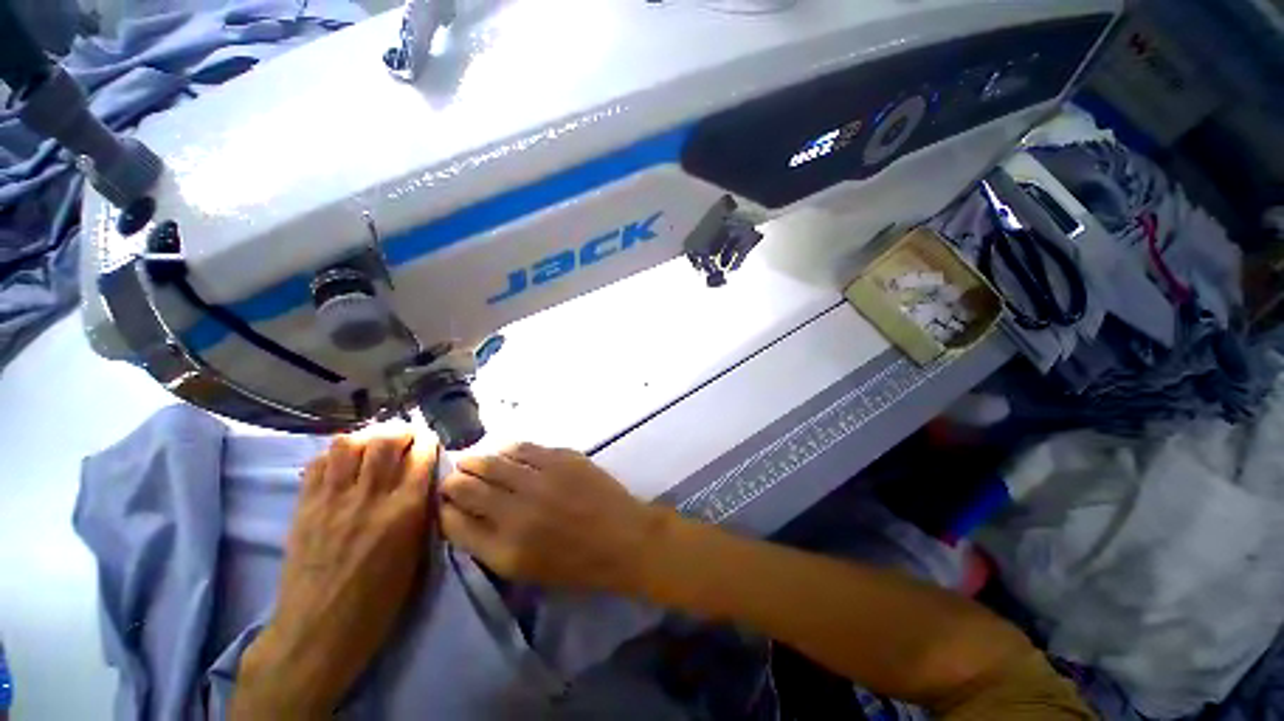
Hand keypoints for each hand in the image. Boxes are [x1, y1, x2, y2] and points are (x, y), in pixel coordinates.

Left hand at [232, 425, 438, 718]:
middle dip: (401, 430)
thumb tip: (424, 483)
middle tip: (406, 437)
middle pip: (385, 441)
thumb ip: (421, 512)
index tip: (430, 441)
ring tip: (374, 446)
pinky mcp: (304, 507)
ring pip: (348, 444)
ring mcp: (332, 500)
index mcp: (403, 511)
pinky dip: (334, 454)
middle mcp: (369, 498)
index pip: (421, 456)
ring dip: (366, 437)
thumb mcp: (416, 555)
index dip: (428, 441)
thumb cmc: (378, 601)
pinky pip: (318, 464)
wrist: (318, 631)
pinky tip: (343, 463)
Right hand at [439, 443, 667, 593]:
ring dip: (476, 460)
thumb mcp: (527, 570)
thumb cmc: (578, 564)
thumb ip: (492, 544)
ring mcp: (541, 479)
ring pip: (492, 461)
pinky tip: (505, 452)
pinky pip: (523, 447)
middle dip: (453, 481)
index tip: (444, 502)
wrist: (623, 538)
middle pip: (468, 488)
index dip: (445, 509)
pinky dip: (508, 449)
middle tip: (454, 478)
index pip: (455, 523)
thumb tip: (467, 515)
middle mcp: (516, 511)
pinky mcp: (561, 458)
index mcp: (505, 549)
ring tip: (472, 460)